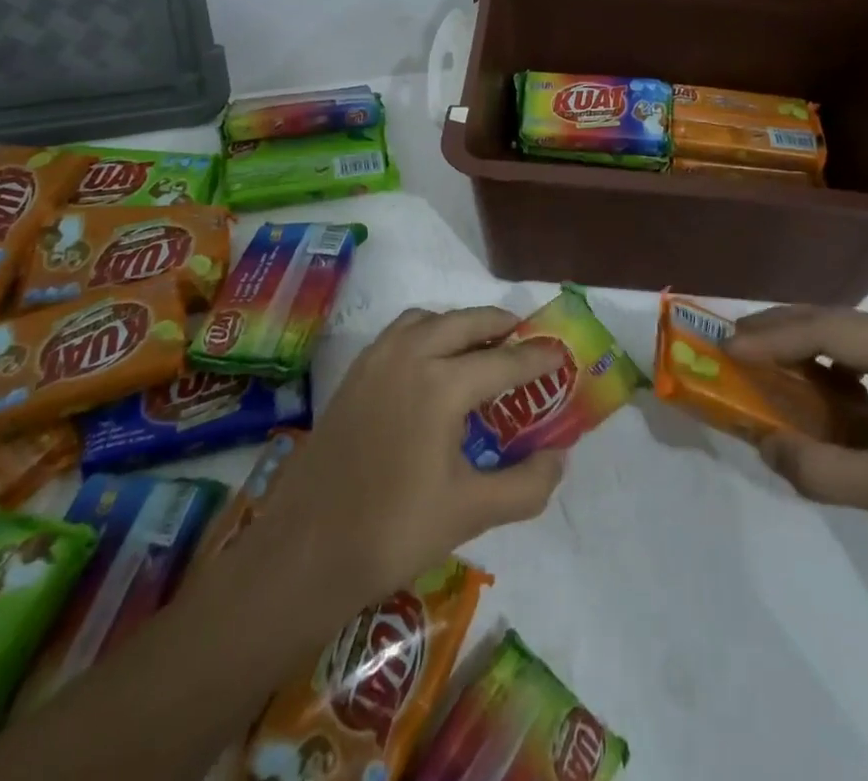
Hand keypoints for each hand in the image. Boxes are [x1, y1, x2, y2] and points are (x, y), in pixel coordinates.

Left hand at [258, 307, 567, 611]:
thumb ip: (526, 485)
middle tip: (526, 340)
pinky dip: (427, 332)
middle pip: (467, 321)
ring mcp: (378, 359)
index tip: (562, 354)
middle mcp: (411, 355)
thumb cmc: (393, 530)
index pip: (505, 360)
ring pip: (430, 319)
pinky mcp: (355, 372)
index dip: (539, 358)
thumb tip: (559, 456)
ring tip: (481, 349)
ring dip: (461, 324)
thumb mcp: (471, 512)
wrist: (305, 549)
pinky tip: (432, 365)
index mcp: (442, 384)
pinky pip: (401, 332)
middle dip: (501, 325)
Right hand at [728, 307, 867, 589]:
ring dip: (808, 344)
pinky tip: (821, 388)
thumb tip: (762, 444)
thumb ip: (819, 469)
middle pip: (839, 321)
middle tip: (735, 341)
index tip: (728, 349)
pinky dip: (835, 367)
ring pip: (855, 338)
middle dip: (783, 329)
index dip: (774, 337)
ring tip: (765, 357)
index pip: (828, 331)